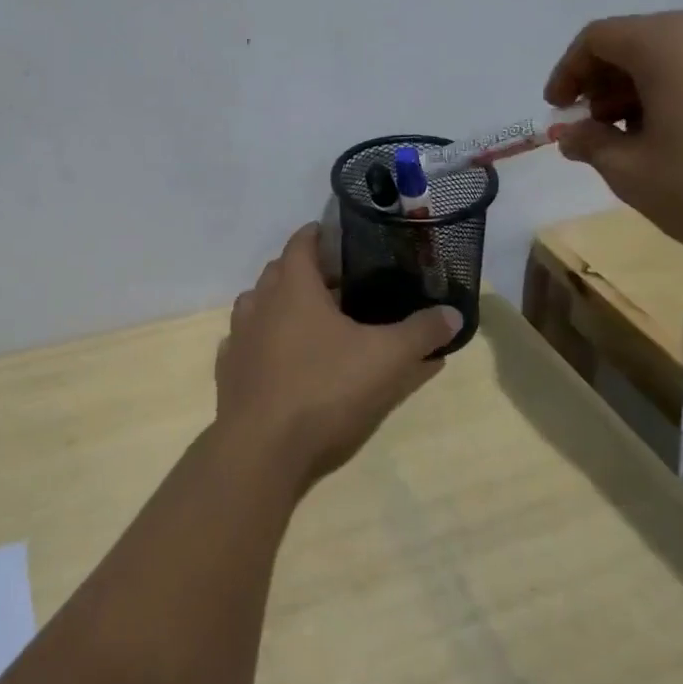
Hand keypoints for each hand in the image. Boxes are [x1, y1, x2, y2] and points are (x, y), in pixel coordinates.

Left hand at [215, 226, 461, 488]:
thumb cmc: (324, 389)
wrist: (262, 449)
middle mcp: (259, 302)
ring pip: (259, 305)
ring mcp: (239, 337)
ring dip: (282, 305)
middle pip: (279, 272)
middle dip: (306, 272)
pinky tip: (284, 360)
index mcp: (293, 287)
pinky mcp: (229, 371)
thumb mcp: (386, 359)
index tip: (340, 237)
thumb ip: (421, 333)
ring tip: (312, 321)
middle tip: (340, 284)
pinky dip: (265, 342)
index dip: (319, 234)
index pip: (302, 242)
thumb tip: (453, 313)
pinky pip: (247, 343)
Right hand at [544, 9, 682, 263]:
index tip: (558, 110)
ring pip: (675, 54)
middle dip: (604, 83)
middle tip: (593, 129)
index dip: (568, 72)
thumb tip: (573, 133)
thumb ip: (592, 145)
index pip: (598, 38)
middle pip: (637, 40)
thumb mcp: (634, 174)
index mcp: (668, 41)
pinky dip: (679, 91)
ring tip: (634, 139)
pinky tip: (680, 137)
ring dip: (641, 89)